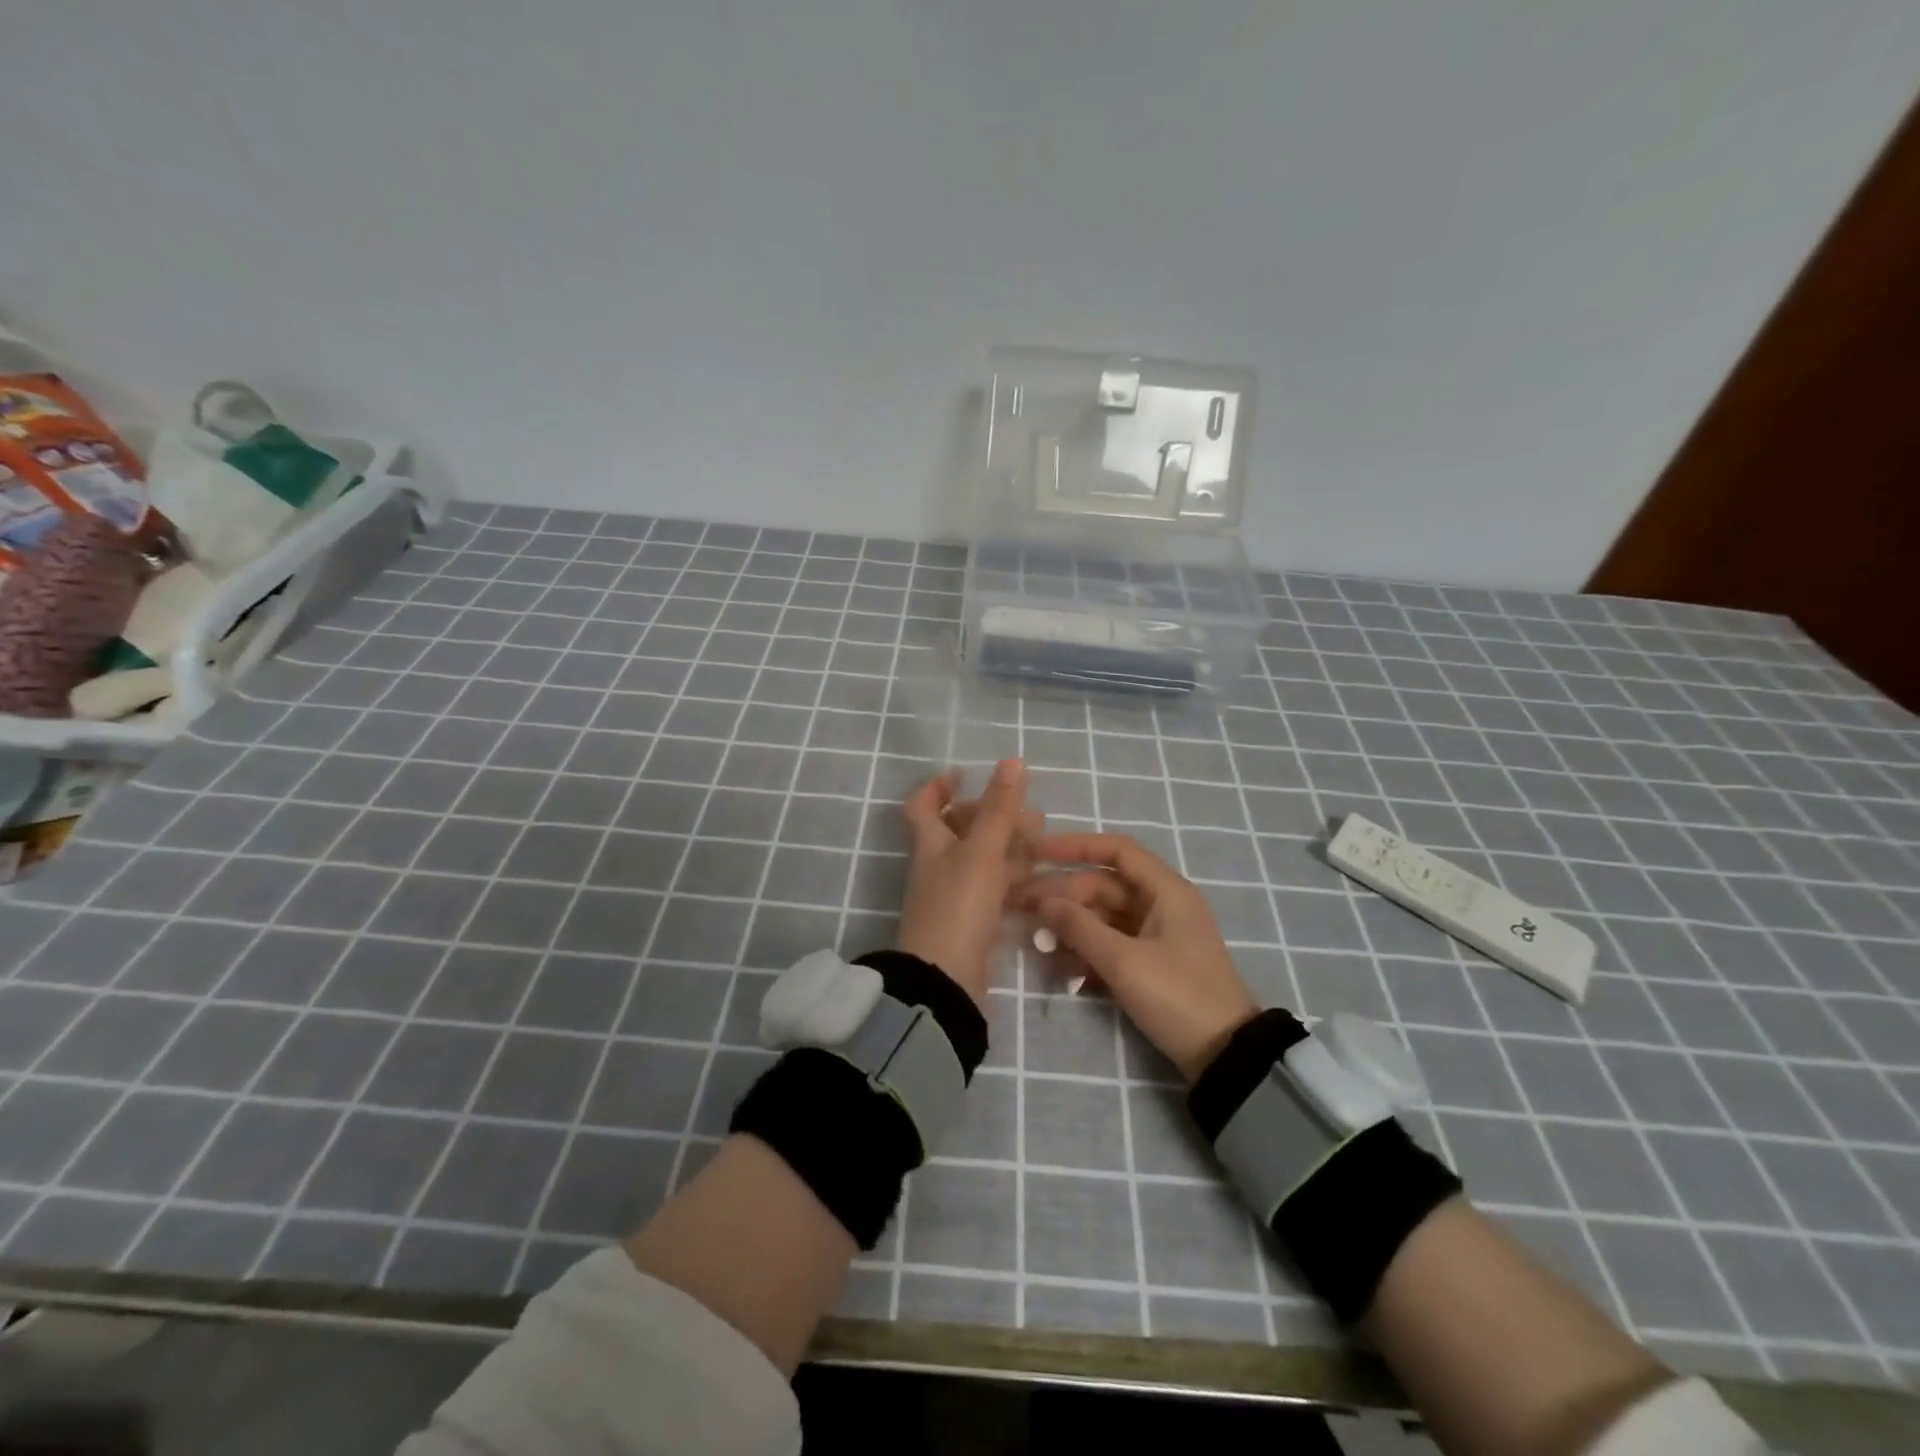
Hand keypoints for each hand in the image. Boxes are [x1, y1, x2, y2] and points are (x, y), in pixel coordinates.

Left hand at [896, 759, 1037, 1007]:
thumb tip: (1011, 760)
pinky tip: (1036, 877)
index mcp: (930, 842)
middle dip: (991, 816)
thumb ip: (999, 808)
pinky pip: (991, 889)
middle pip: (958, 830)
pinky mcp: (970, 921)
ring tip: (1041, 841)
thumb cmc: (959, 905)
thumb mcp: (982, 851)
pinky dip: (1011, 877)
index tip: (964, 774)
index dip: (939, 786)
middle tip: (1028, 813)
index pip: (923, 805)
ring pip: (979, 859)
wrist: (946, 978)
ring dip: (1007, 846)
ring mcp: (952, 894)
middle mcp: (938, 865)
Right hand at [1012, 833, 1256, 1081]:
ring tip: (1032, 938)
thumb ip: (1079, 928)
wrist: (1224, 1057)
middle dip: (1061, 895)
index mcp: (1164, 891)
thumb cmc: (1177, 996)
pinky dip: (1085, 951)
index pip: (1116, 851)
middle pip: (1102, 886)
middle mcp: (1160, 904)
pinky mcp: (1149, 963)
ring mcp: (1155, 935)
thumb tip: (1041, 902)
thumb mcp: (1124, 961)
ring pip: (1102, 917)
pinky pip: (1109, 945)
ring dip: (1069, 926)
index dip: (1074, 846)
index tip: (1036, 851)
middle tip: (1018, 906)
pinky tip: (1057, 965)